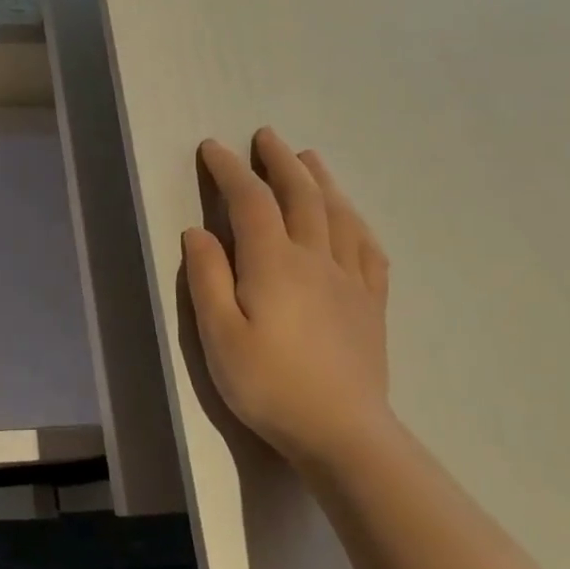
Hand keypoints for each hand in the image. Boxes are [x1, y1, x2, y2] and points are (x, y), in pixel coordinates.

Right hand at [183, 129, 394, 470]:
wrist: (340, 431)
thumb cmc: (267, 384)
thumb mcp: (218, 335)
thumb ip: (207, 277)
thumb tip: (198, 232)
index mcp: (273, 263)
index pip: (251, 202)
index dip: (231, 170)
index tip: (213, 147)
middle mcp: (315, 258)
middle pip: (302, 196)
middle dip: (281, 161)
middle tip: (267, 136)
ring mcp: (349, 280)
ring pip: (338, 214)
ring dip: (321, 180)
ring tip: (309, 158)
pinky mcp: (370, 303)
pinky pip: (368, 248)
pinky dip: (355, 221)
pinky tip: (351, 218)